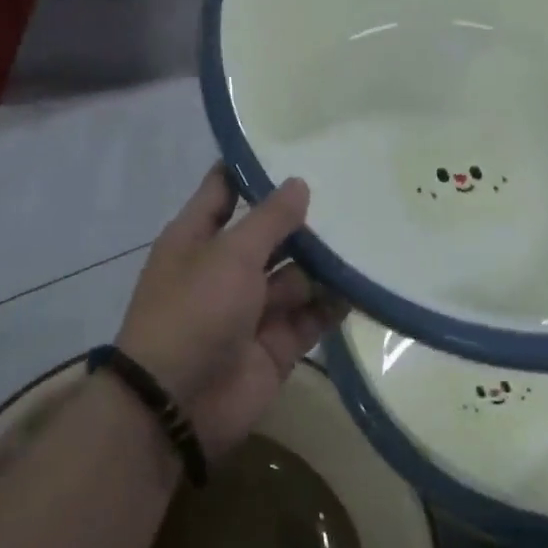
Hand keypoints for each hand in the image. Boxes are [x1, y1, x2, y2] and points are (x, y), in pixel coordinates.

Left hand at [114, 167, 346, 457]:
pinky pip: (311, 316)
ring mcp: (252, 308)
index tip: (294, 144)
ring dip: (325, 263)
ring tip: (370, 234)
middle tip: (353, 190)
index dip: (253, 169)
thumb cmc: (194, 311)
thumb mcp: (230, 255)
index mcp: (198, 238)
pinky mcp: (277, 344)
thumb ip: (269, 220)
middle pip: (270, 234)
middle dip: (304, 220)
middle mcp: (225, 268)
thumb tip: (298, 183)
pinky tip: (367, 283)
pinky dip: (333, 304)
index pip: (225, 190)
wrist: (178, 404)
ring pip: (296, 276)